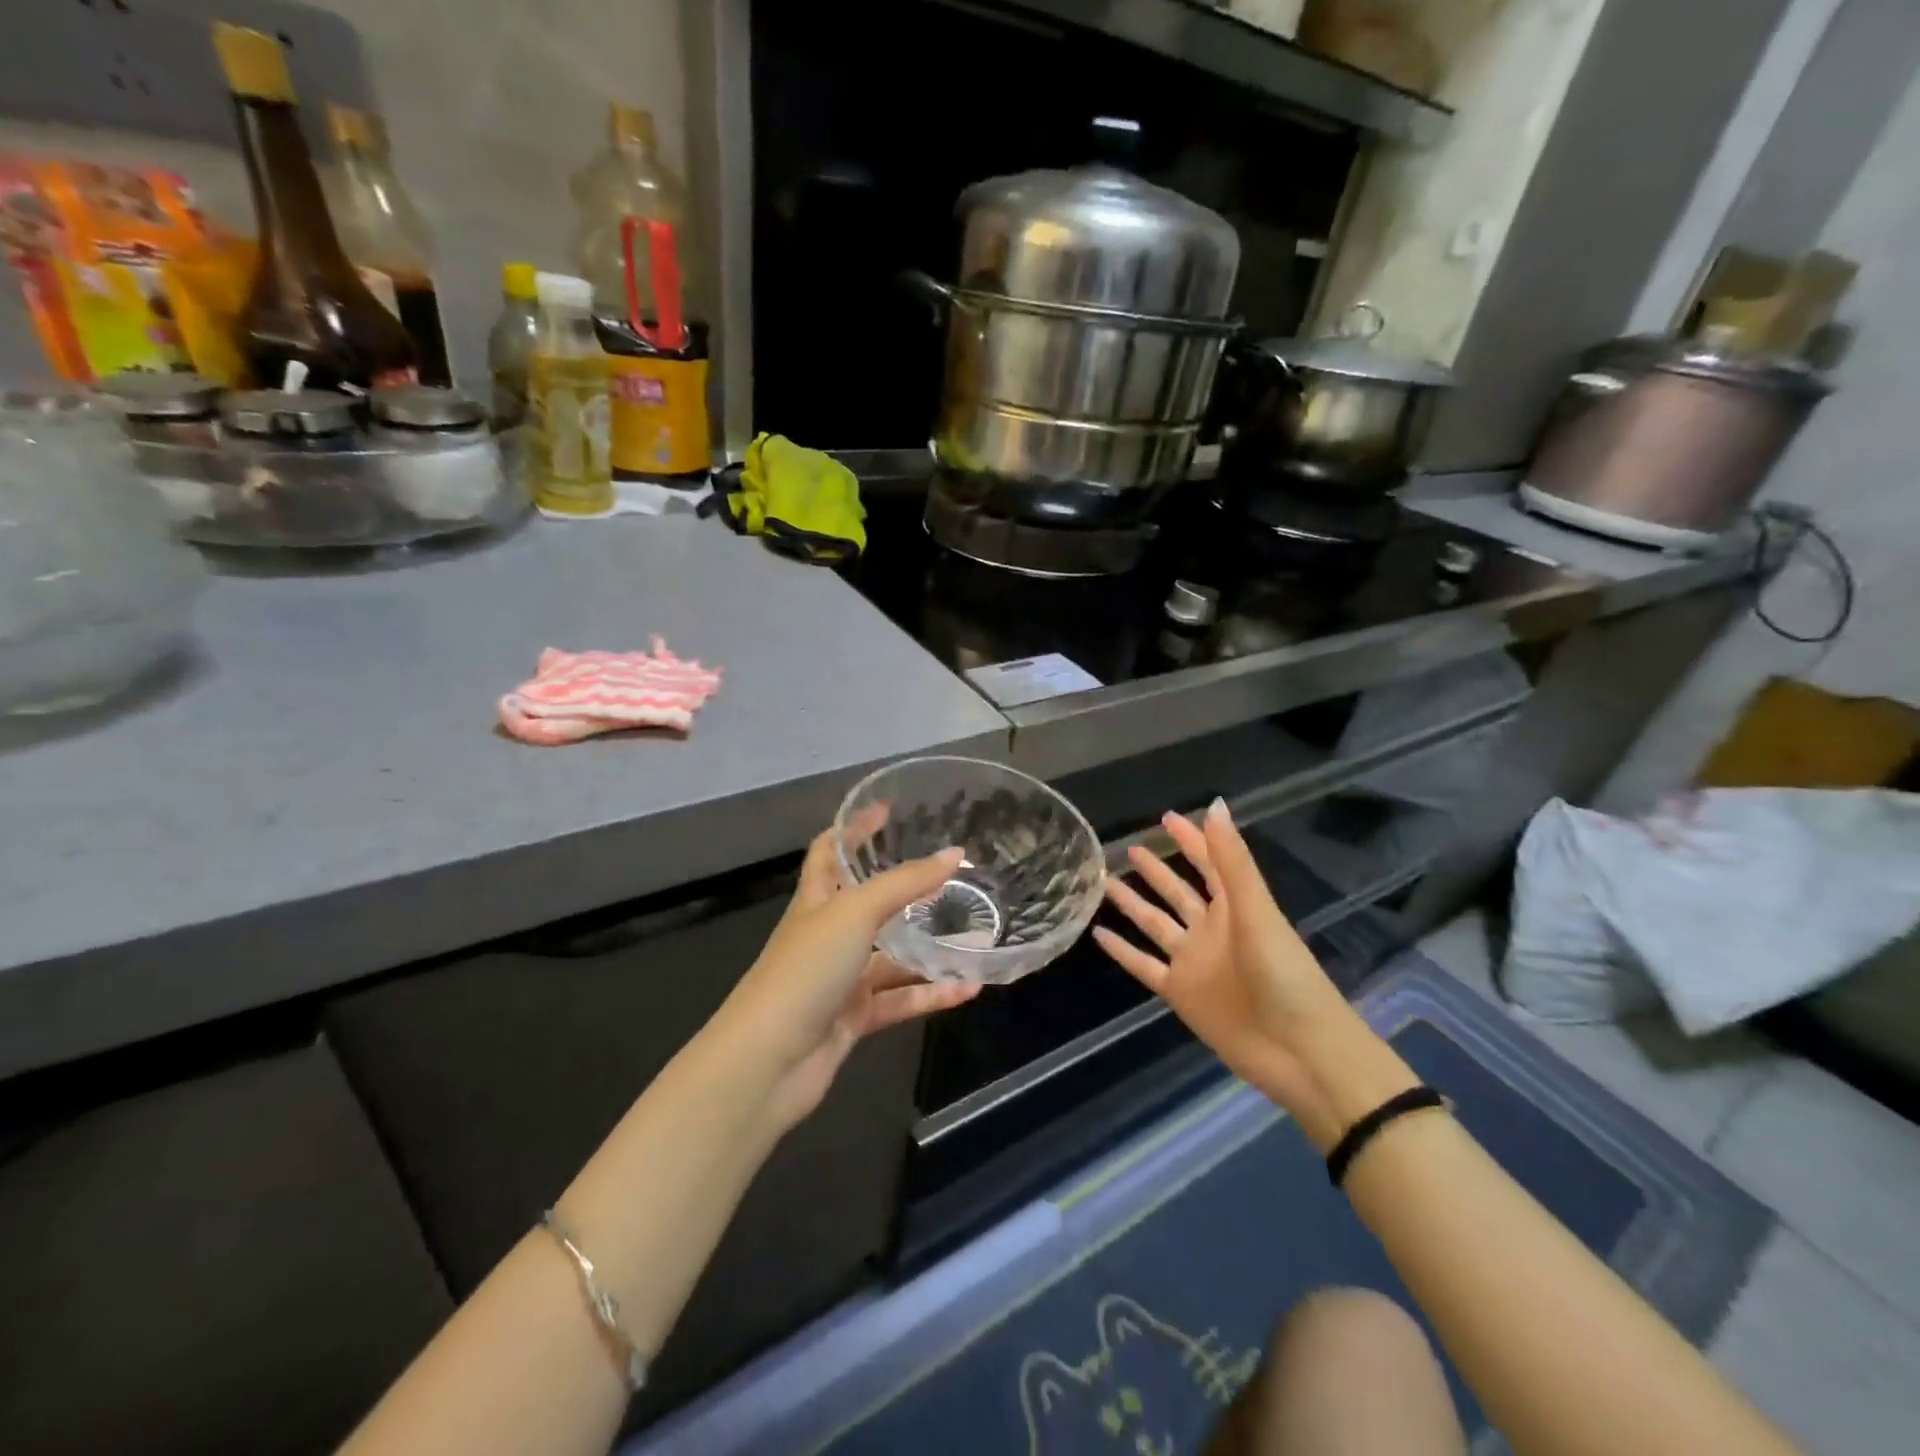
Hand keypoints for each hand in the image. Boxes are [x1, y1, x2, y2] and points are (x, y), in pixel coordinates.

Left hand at [715, 827, 979, 1132]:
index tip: (888, 809)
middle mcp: (827, 934)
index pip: (832, 850)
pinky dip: (931, 994)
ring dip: (929, 948)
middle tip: (951, 874)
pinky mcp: (853, 1017)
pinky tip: (969, 989)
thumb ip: (906, 883)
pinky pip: (899, 999)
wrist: (767, 1062)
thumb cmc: (805, 970)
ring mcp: (839, 978)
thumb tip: (956, 854)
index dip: (854, 827)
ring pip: (891, 956)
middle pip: (868, 901)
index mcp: (816, 899)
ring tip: (976, 934)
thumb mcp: (855, 913)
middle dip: (905, 888)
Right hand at [1093, 802, 1349, 1142]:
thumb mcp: (1257, 912)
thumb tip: (1214, 805)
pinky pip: (1143, 965)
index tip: (1166, 818)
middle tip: (1129, 847)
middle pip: (1178, 892)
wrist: (1298, 1051)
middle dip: (1157, 869)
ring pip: (1155, 924)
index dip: (1191, 839)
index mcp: (1235, 908)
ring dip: (1133, 903)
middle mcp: (1211, 929)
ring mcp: (1193, 962)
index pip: (1209, 863)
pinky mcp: (1180, 993)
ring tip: (1104, 881)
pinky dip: (1122, 951)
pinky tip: (1098, 934)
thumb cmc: (1285, 975)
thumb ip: (1232, 861)